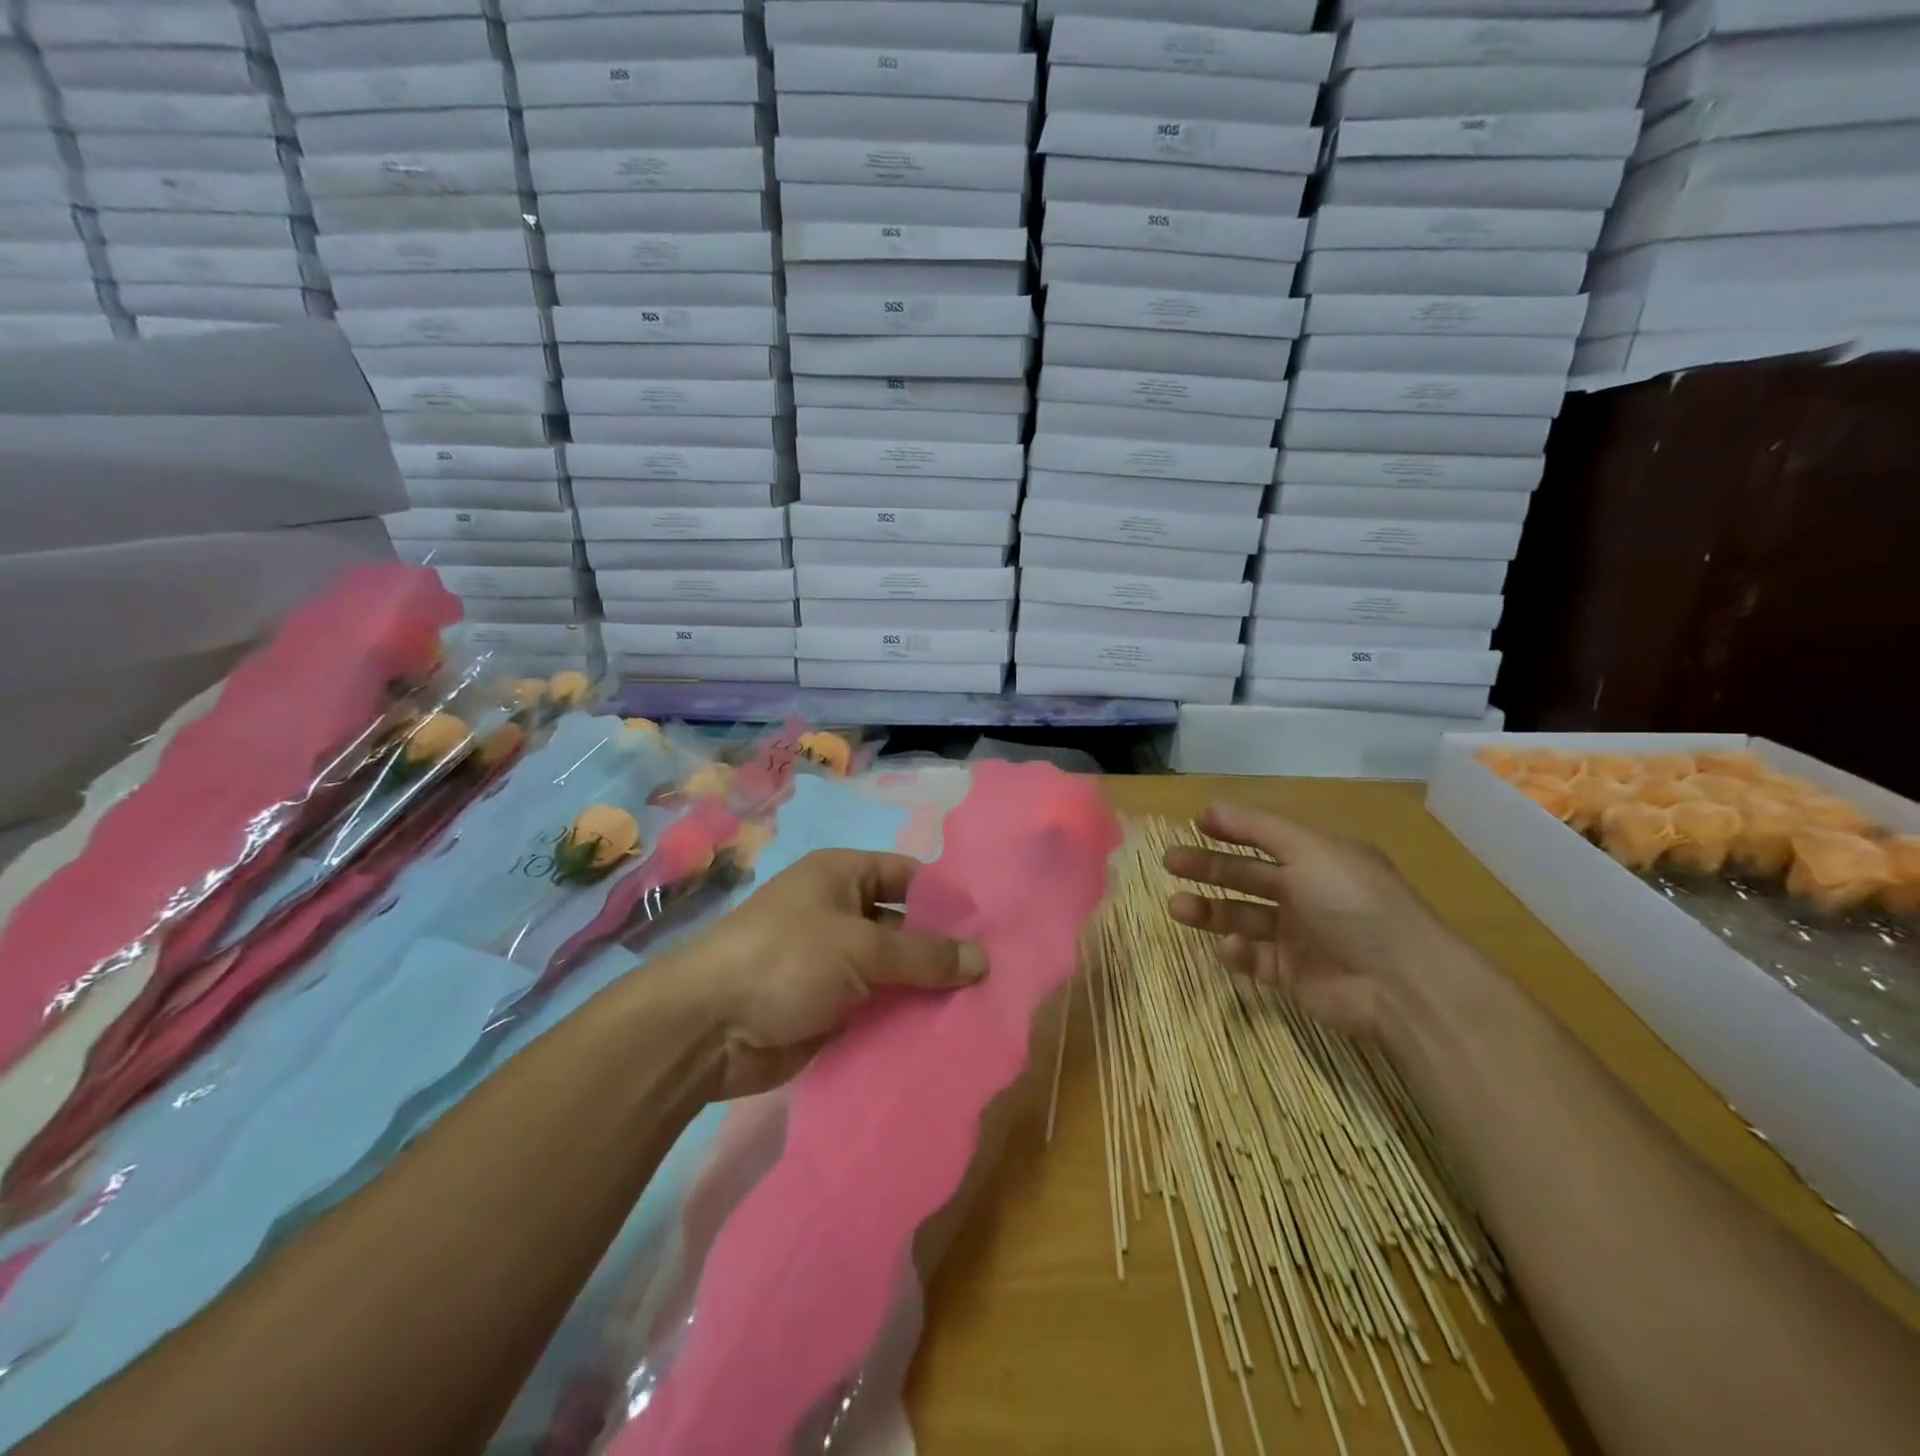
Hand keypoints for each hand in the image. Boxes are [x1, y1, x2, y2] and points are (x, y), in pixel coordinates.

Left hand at [669, 848, 987, 1098]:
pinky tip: (945, 1035)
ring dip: (927, 990)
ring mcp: (833, 963)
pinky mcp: (829, 1009)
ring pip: (894, 972)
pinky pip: (878, 1008)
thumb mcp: (861, 948)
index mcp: (841, 876)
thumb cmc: (786, 960)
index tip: (992, 926)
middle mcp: (839, 913)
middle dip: (943, 950)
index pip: (908, 876)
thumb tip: (984, 960)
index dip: (947, 898)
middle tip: (998, 974)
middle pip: (904, 927)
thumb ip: (924, 955)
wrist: (706, 1029)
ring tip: (983, 1008)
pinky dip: (904, 1019)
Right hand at [1163, 804, 1450, 1039]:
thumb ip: (1259, 828)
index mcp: (1318, 859)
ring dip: (1210, 911)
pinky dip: (1238, 952)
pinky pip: (1254, 958)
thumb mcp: (1310, 850)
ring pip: (1243, 916)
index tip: (1194, 824)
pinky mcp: (1292, 975)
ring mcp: (1299, 936)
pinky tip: (1231, 947)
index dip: (1232, 830)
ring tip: (1176, 907)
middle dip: (1208, 868)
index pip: (1266, 837)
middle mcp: (1307, 893)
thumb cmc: (1354, 903)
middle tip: (1170, 862)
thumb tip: (1212, 806)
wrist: (1400, 984)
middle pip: (1247, 876)